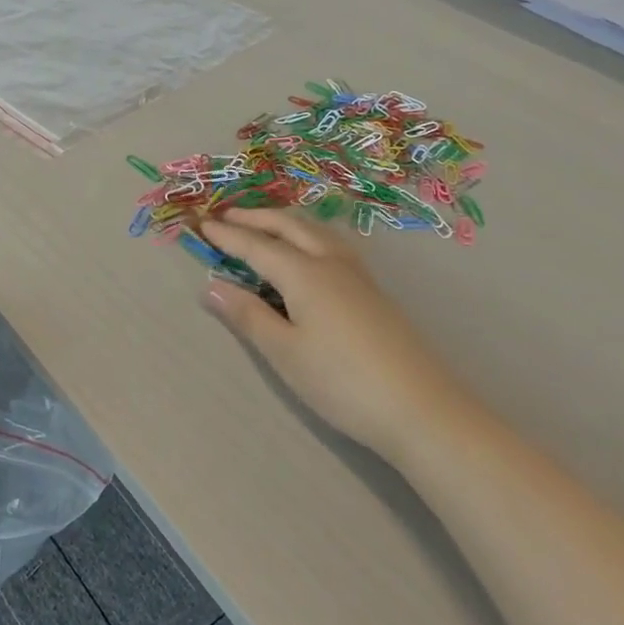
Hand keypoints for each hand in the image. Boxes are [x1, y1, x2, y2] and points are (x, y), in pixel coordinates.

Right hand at [198, 210, 458, 457]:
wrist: (422, 408)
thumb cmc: (342, 382)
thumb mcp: (284, 353)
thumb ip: (248, 315)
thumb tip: (211, 286)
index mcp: (304, 273)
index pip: (256, 245)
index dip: (227, 235)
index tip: (201, 224)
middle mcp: (330, 262)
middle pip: (289, 226)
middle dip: (255, 218)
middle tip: (226, 216)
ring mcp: (357, 275)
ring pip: (315, 231)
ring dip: (284, 222)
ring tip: (264, 226)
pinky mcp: (373, 291)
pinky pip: (331, 244)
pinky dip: (306, 234)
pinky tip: (308, 251)